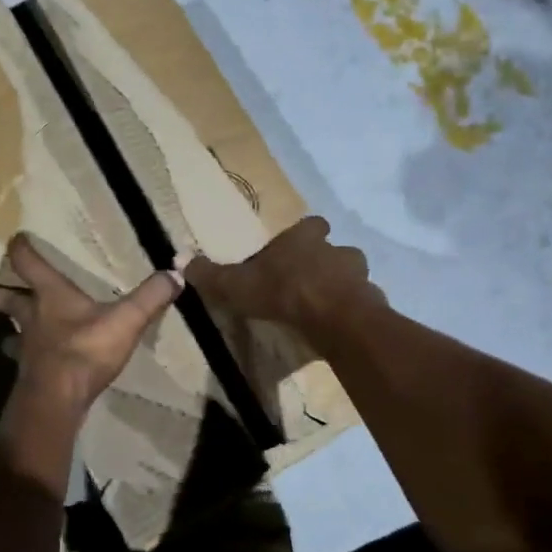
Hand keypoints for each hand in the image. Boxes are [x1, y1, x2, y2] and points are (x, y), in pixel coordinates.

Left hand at [0, 234, 182, 417]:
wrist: (58, 397)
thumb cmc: (86, 350)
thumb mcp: (126, 320)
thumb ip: (151, 296)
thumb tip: (176, 273)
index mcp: (51, 296)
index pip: (29, 263)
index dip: (21, 249)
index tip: (16, 239)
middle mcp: (32, 317)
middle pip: (8, 300)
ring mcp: (27, 348)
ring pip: (11, 334)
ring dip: (7, 332)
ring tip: (4, 336)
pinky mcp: (29, 374)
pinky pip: (23, 362)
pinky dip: (23, 361)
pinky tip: (28, 368)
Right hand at [184, 217, 382, 337]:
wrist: (334, 318)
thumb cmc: (283, 292)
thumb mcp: (237, 284)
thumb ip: (211, 275)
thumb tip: (180, 260)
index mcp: (305, 238)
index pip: (311, 225)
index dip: (304, 235)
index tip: (294, 250)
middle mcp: (336, 249)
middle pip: (334, 249)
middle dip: (324, 262)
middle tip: (307, 282)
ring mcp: (359, 275)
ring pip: (352, 275)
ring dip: (341, 286)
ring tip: (325, 307)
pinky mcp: (372, 302)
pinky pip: (362, 303)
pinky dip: (352, 312)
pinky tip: (339, 327)